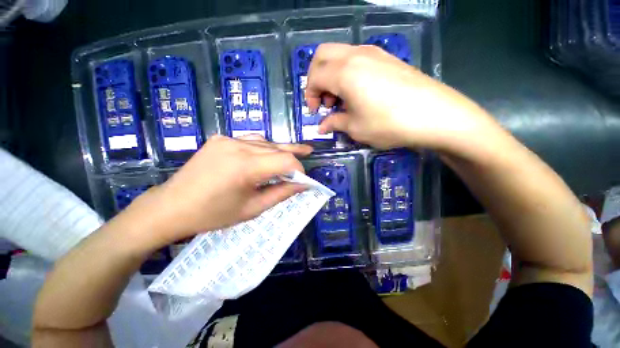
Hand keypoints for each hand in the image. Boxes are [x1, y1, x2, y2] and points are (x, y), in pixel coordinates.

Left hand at [129, 135, 312, 245]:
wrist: (172, 206)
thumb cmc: (213, 215)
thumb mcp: (253, 209)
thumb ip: (282, 193)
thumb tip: (303, 185)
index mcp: (245, 167)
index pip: (285, 160)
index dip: (299, 169)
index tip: (304, 179)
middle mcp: (238, 146)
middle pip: (277, 147)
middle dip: (293, 156)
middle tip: (308, 154)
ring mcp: (227, 139)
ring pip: (265, 142)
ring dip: (279, 151)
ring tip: (292, 155)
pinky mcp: (220, 138)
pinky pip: (250, 140)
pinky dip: (263, 148)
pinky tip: (266, 155)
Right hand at [306, 43, 497, 151]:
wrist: (435, 115)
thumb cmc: (389, 124)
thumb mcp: (355, 128)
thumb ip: (334, 123)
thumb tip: (321, 127)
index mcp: (344, 72)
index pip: (314, 76)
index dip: (309, 95)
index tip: (315, 112)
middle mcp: (356, 55)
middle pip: (322, 55)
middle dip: (316, 78)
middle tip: (323, 101)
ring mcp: (374, 53)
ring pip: (340, 55)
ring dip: (332, 75)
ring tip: (340, 100)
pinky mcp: (387, 58)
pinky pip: (356, 59)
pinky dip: (347, 73)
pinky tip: (357, 94)